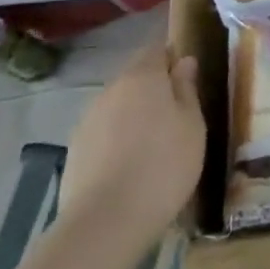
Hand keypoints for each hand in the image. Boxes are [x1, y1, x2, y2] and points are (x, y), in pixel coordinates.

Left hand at [60, 41, 205, 265]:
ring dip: (137, 113)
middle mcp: (111, 89)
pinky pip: (105, 130)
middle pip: (135, 77)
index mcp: (143, 77)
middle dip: (155, 87)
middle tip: (179, 111)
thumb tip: (184, 61)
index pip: (155, 49)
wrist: (108, 219)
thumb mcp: (192, 124)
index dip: (171, 55)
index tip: (187, 71)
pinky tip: (133, 163)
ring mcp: (88, 119)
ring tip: (157, 142)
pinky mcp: (76, 148)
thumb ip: (187, 89)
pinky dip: (120, 137)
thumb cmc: (165, 164)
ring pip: (119, 105)